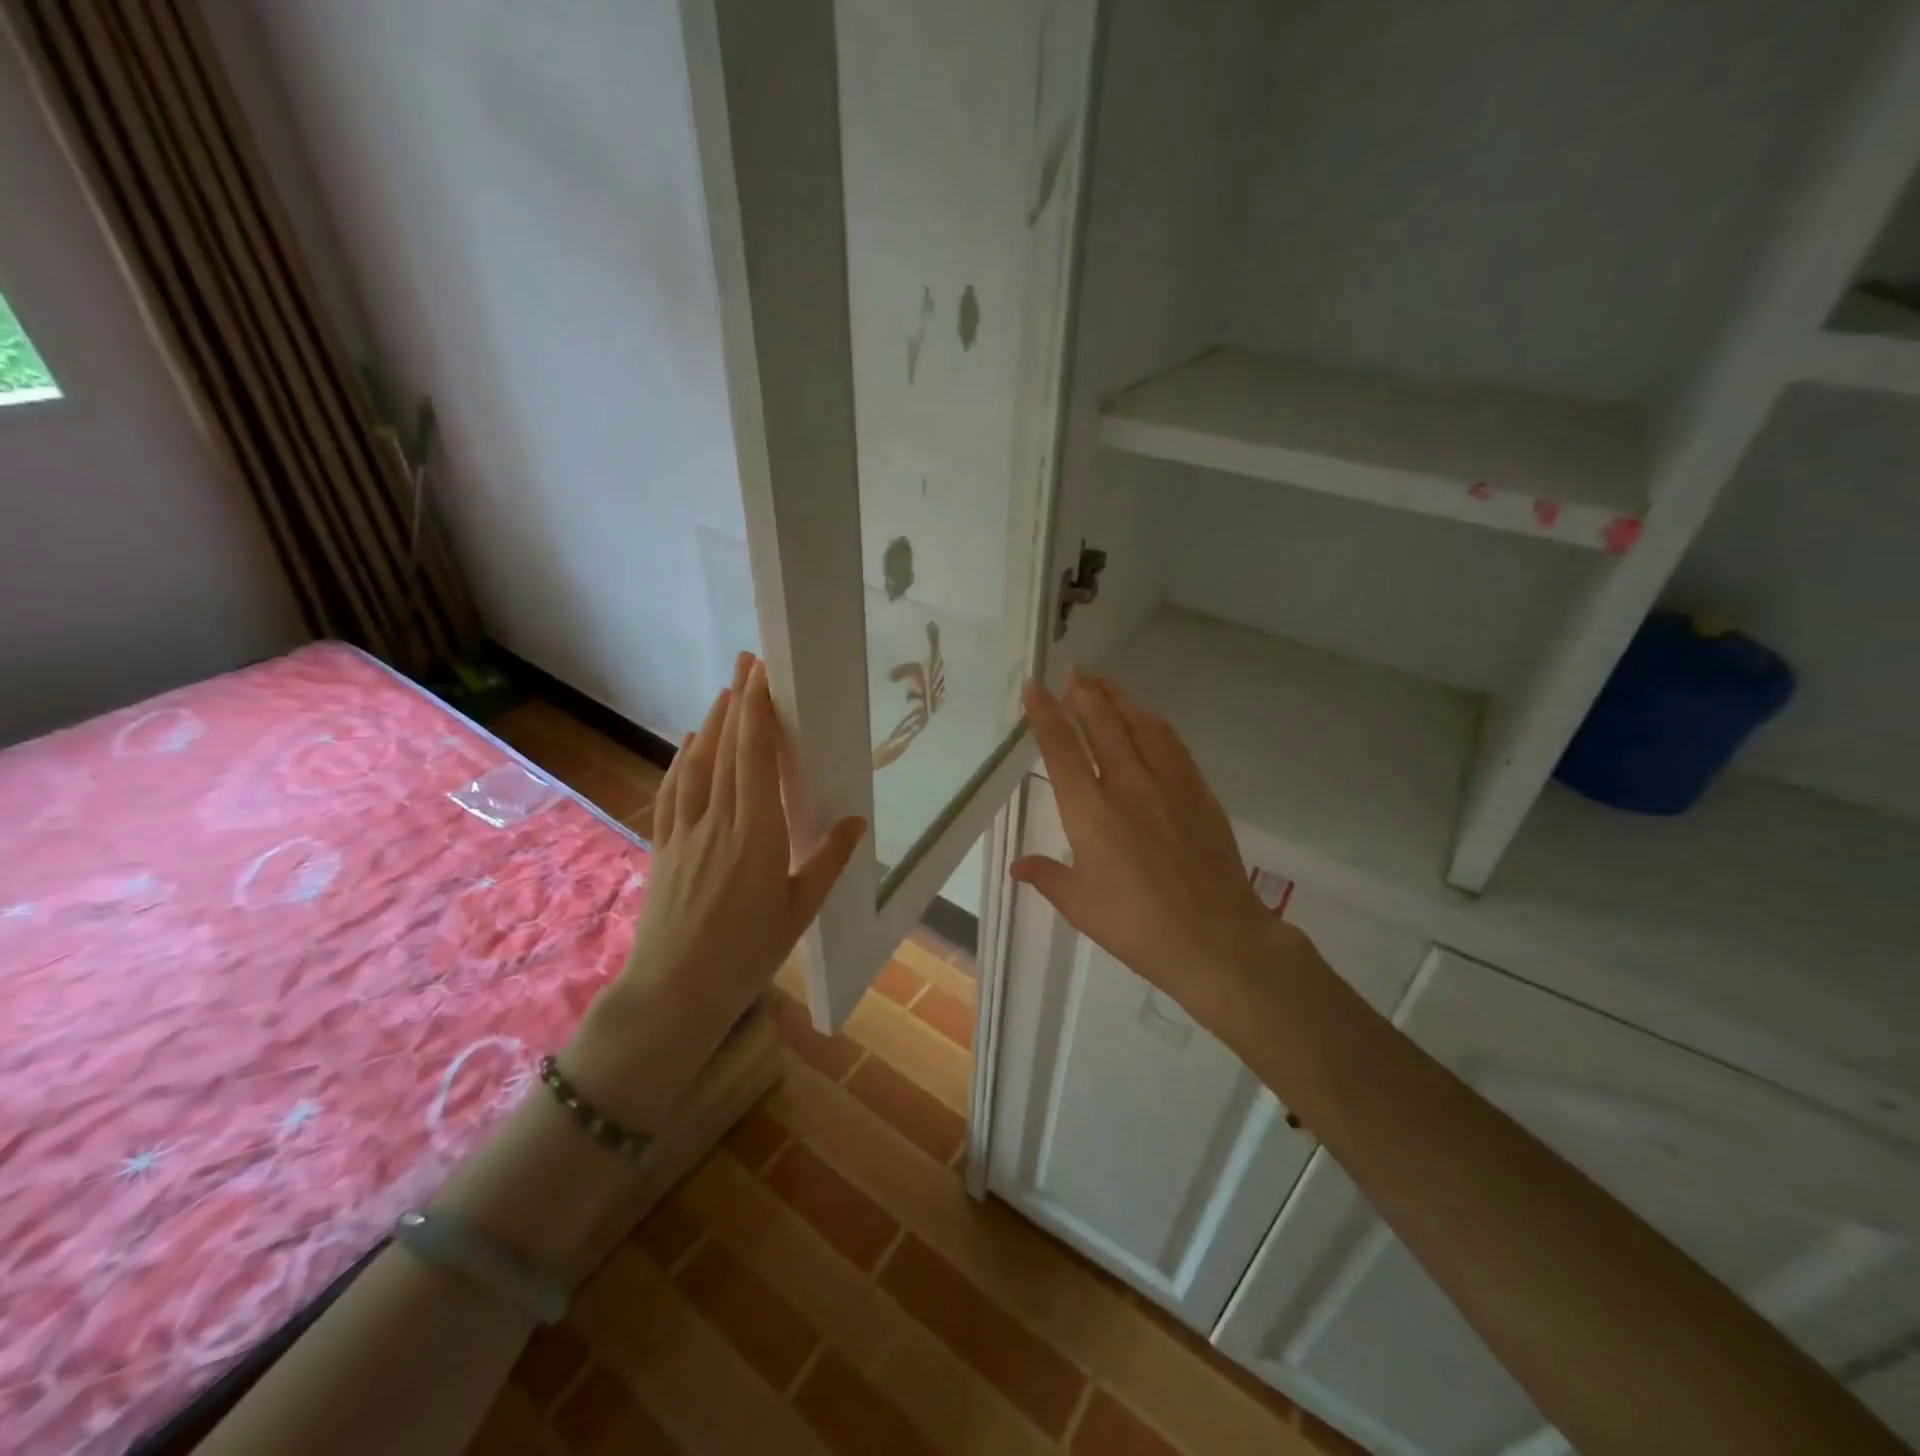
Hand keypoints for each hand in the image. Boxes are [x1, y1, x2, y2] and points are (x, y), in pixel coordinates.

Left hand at [567, 652, 865, 1125]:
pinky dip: (682, 760)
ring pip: (697, 764)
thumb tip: (855, 821)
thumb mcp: (798, 911)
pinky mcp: (664, 845)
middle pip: (725, 749)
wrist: (673, 992)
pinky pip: (674, 791)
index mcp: (755, 834)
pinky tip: (688, 745)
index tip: (763, 675)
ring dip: (711, 724)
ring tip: (726, 692)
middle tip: (747, 662)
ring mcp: (685, 831)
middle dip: (737, 701)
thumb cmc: (745, 954)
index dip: (758, 712)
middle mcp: (718, 821)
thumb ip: (826, 861)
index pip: (754, 758)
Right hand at [1012, 667, 1297, 1013]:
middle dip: (1083, 693)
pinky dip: (1153, 722)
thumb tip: (1018, 864)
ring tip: (1102, 682)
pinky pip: (1172, 743)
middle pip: (1101, 724)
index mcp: (1089, 812)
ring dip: (1118, 698)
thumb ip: (1047, 877)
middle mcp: (1126, 786)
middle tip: (1072, 671)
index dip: (1045, 714)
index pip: (1061, 748)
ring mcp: (1167, 784)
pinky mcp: (1198, 791)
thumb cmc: (1137, 927)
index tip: (1034, 687)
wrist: (1216, 938)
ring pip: (1139, 725)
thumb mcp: (1081, 906)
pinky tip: (1147, 717)